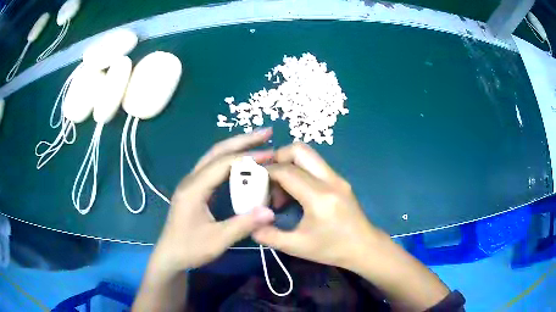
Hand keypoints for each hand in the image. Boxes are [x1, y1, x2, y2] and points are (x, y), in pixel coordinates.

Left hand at [151, 129, 275, 272]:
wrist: (170, 256)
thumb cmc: (190, 249)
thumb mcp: (217, 240)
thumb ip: (243, 225)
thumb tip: (271, 212)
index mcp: (194, 188)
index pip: (223, 164)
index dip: (248, 157)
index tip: (271, 154)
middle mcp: (191, 179)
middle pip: (217, 151)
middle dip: (242, 140)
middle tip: (267, 132)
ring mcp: (191, 183)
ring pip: (214, 157)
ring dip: (236, 147)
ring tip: (258, 141)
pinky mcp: (195, 189)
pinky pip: (213, 167)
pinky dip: (230, 160)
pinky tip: (242, 162)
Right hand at [253, 142, 380, 268]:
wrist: (365, 247)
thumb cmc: (332, 249)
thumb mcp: (297, 247)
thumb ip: (269, 236)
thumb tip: (250, 224)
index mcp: (319, 197)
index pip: (286, 171)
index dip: (266, 172)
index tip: (253, 182)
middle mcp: (330, 180)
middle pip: (300, 150)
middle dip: (278, 157)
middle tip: (267, 178)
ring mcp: (338, 178)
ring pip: (309, 155)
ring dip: (290, 165)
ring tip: (281, 191)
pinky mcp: (341, 180)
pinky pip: (316, 165)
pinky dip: (300, 171)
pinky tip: (296, 194)